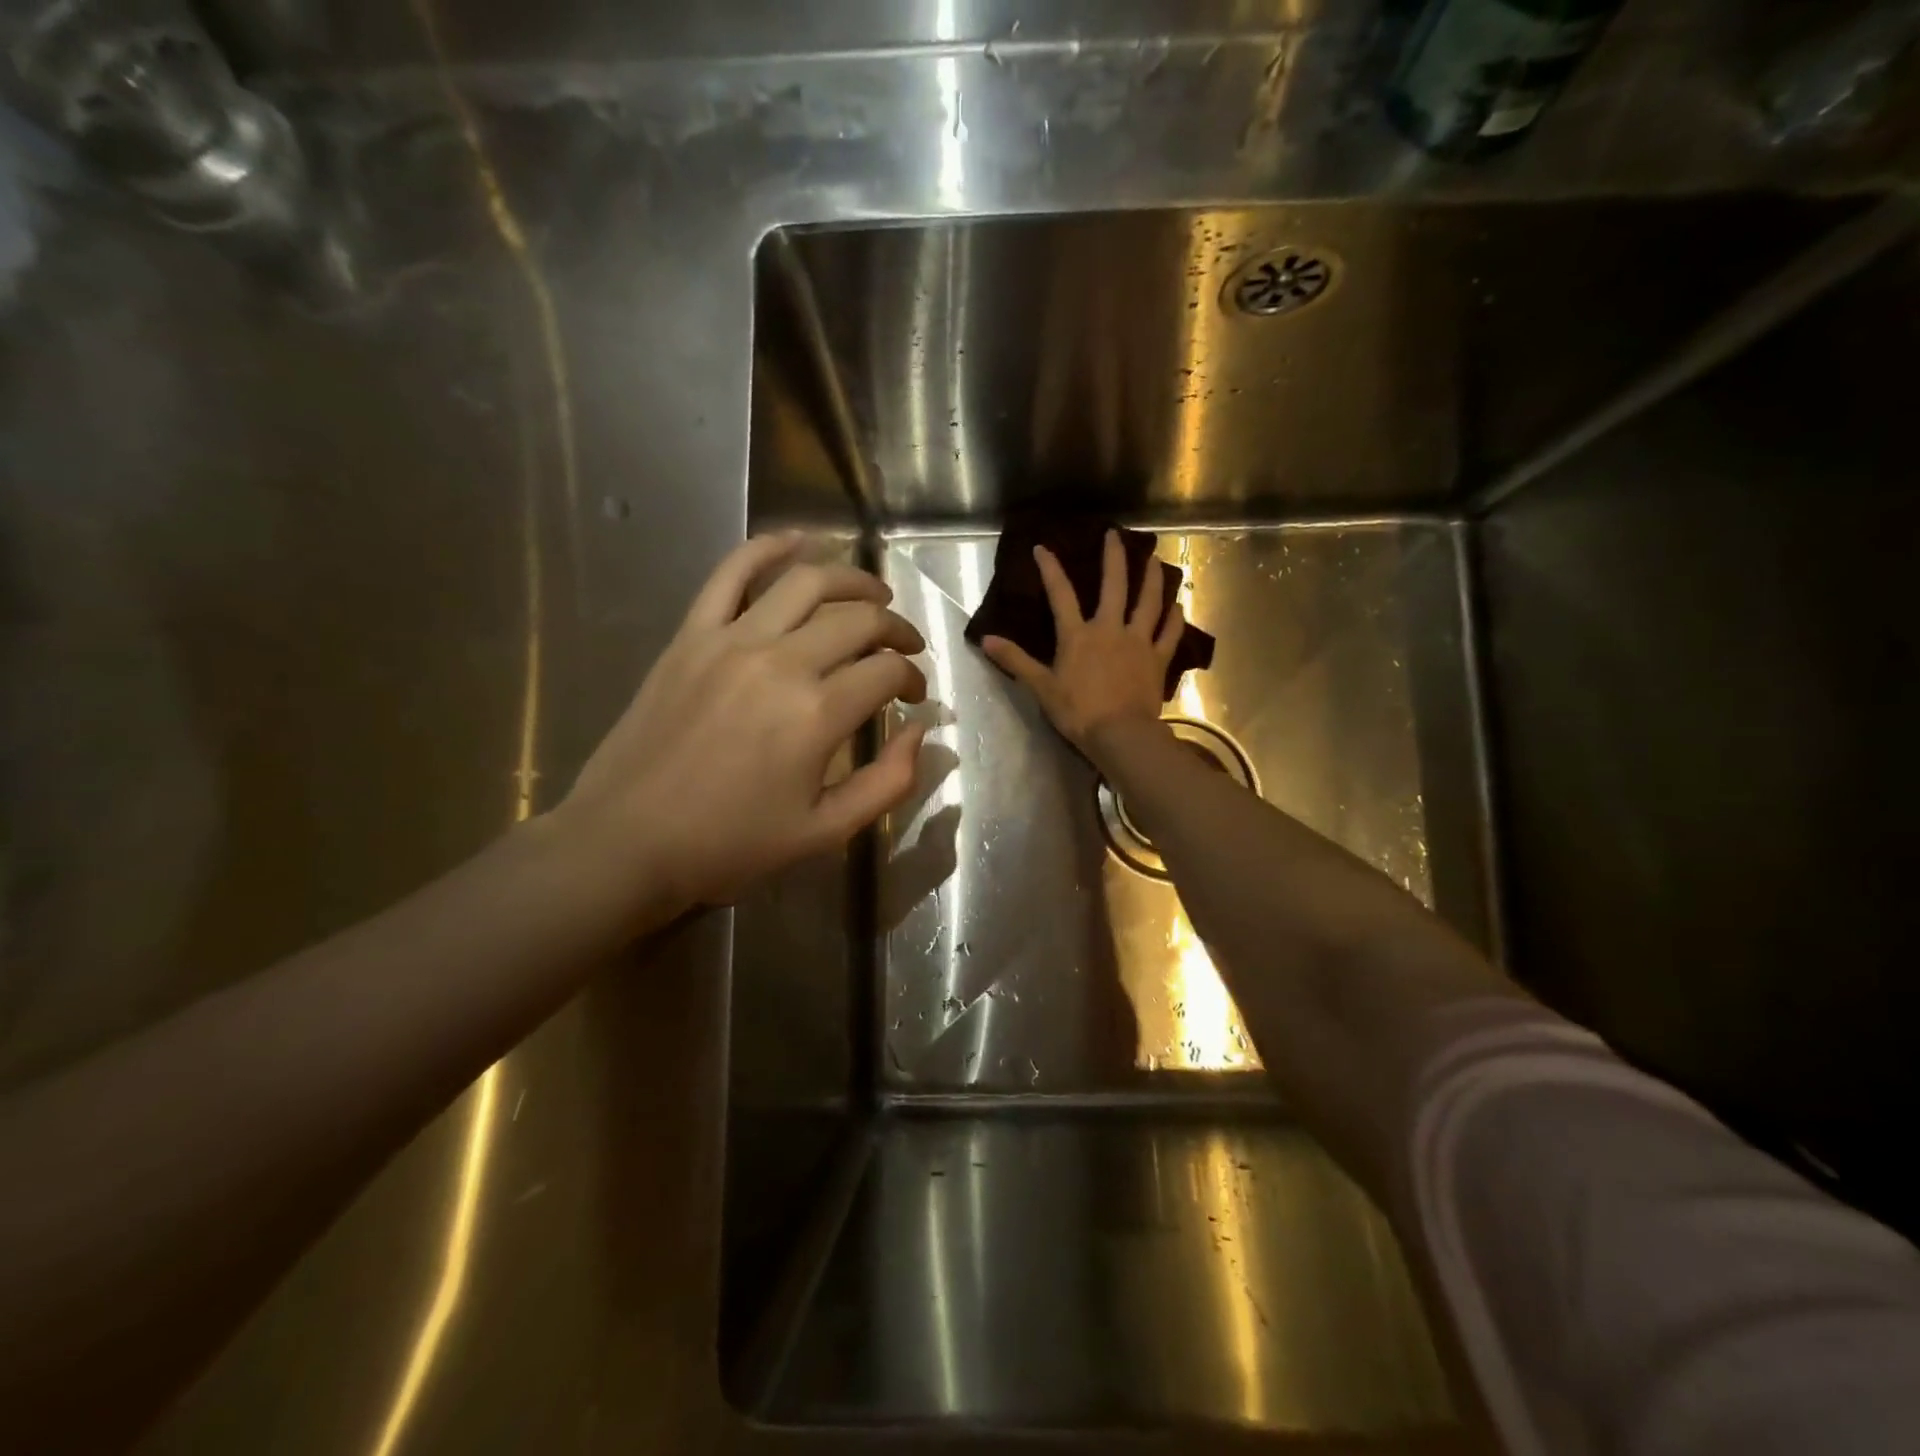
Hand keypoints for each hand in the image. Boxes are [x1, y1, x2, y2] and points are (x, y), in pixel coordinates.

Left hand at [552, 535, 926, 917]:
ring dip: (851, 578)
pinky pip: (731, 572)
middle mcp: (781, 662)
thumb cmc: (730, 844)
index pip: (886, 671)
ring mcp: (731, 640)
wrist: (627, 841)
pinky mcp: (691, 634)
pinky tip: (799, 542)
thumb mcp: (825, 831)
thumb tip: (920, 729)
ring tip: (873, 592)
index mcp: (817, 714)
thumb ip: (888, 782)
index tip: (912, 696)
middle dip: (895, 628)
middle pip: (858, 619)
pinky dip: (768, 548)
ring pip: (806, 581)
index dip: (912, 678)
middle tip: (904, 646)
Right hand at [981, 529, 1182, 751]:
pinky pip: (1169, 634)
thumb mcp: (1041, 687)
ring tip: (1154, 559)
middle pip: (1114, 586)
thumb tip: (986, 640)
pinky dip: (1174, 619)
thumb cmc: (1078, 712)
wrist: (1120, 734)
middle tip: (1116, 534)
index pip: (1061, 595)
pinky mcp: (1157, 660)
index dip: (1051, 570)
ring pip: (1148, 603)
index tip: (1043, 548)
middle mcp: (1110, 629)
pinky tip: (1178, 606)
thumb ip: (1016, 661)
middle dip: (1114, 558)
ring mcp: (1138, 642)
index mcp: (1078, 635)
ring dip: (1151, 579)